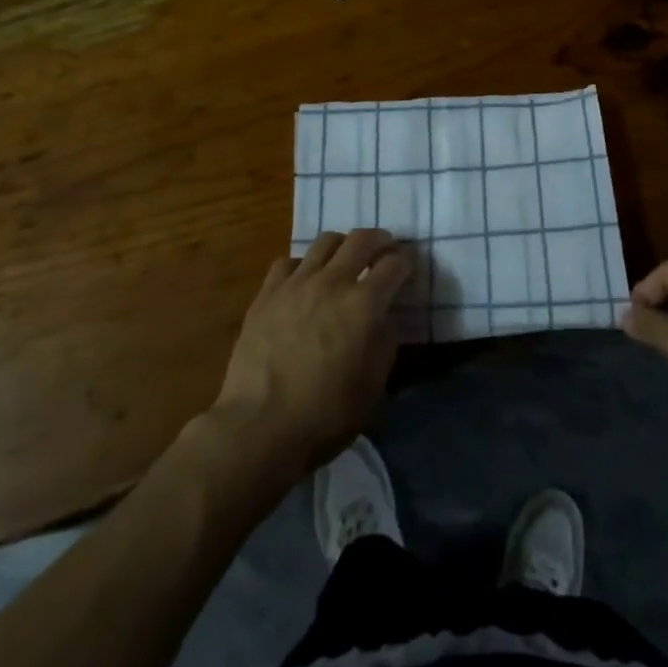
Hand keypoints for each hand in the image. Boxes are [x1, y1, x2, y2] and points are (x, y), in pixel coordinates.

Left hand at [212, 230, 412, 474]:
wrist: (259, 427)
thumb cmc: (325, 415)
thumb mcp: (373, 388)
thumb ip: (385, 344)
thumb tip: (384, 319)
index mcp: (365, 305)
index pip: (394, 264)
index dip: (406, 261)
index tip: (408, 265)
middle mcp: (333, 282)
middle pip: (361, 239)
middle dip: (379, 240)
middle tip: (384, 249)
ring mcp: (297, 283)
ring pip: (325, 241)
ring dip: (342, 245)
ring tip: (344, 259)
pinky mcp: (267, 293)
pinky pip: (289, 262)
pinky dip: (303, 265)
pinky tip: (304, 281)